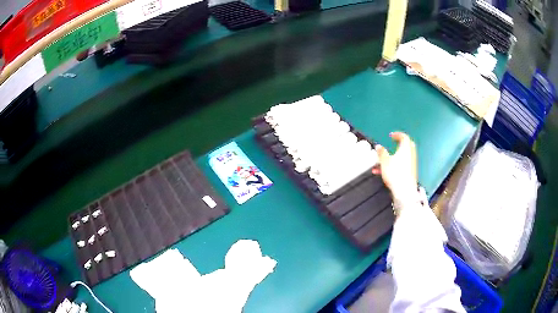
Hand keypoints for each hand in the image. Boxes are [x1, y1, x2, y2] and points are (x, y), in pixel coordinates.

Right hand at [372, 132, 417, 201]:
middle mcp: (410, 155)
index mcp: (405, 148)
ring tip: (383, 162)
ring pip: (403, 157)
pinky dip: (395, 165)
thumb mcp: (384, 161)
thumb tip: (378, 146)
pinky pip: (402, 165)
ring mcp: (411, 164)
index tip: (391, 136)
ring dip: (394, 157)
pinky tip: (384, 171)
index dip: (397, 135)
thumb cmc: (395, 173)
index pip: (404, 137)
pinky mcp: (410, 172)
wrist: (404, 190)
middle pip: (407, 146)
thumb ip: (381, 152)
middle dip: (400, 144)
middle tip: (394, 144)